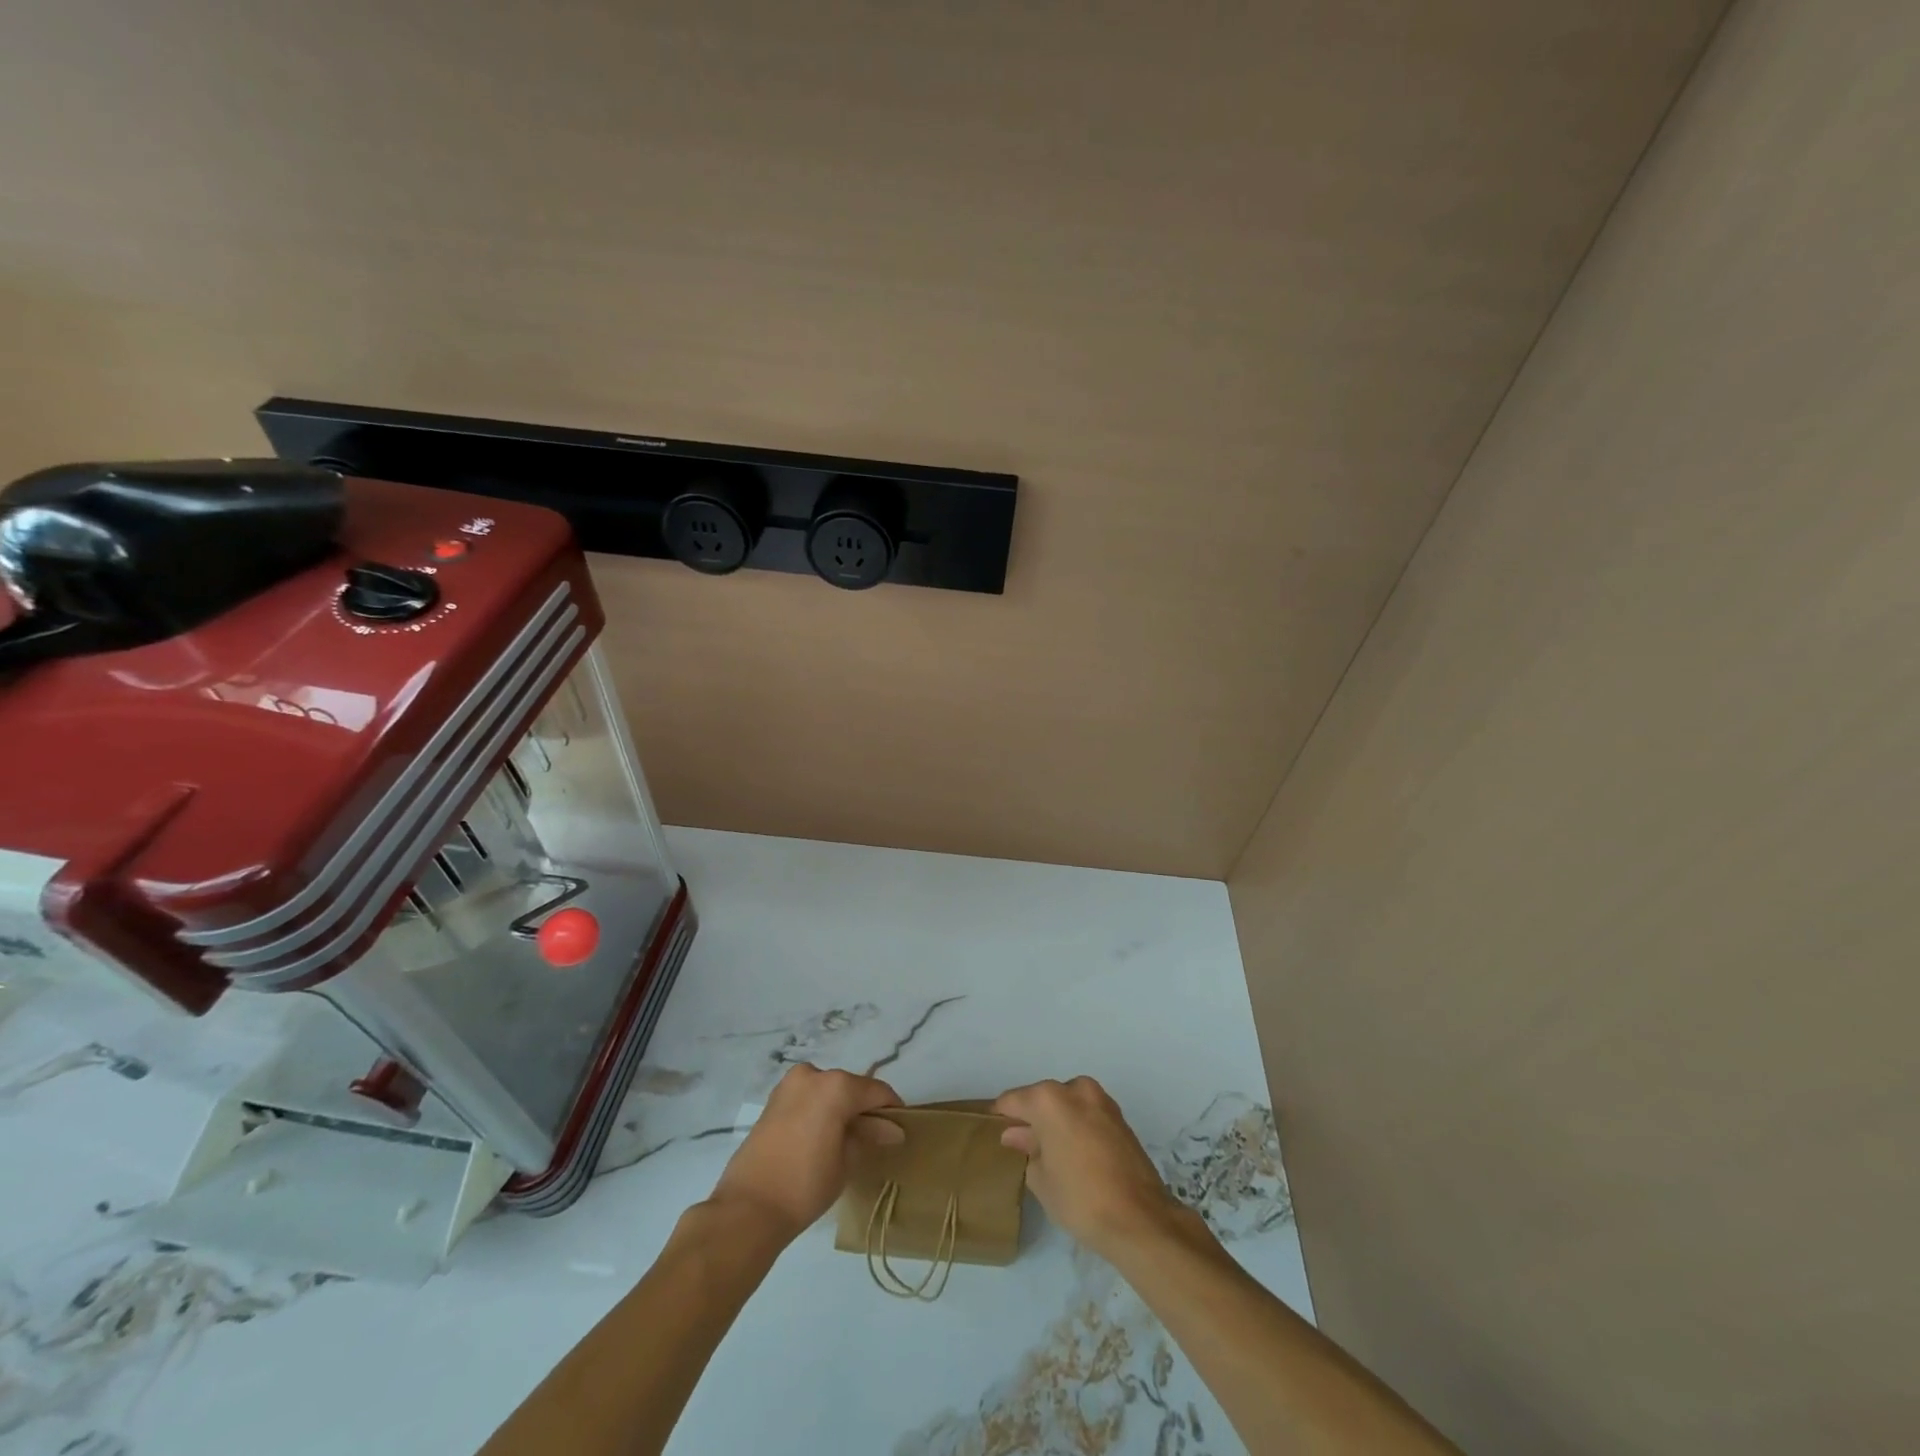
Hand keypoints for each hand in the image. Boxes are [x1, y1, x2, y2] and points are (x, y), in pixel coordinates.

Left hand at [708, 1063, 902, 1241]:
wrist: (748, 1209)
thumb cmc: (806, 1184)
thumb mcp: (847, 1161)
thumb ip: (870, 1136)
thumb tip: (892, 1129)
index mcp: (835, 1085)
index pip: (876, 1091)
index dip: (892, 1109)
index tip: (901, 1128)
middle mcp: (812, 1075)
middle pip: (850, 1087)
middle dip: (864, 1109)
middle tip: (876, 1137)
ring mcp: (788, 1085)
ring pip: (827, 1091)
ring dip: (841, 1109)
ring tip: (849, 1140)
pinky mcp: (772, 1101)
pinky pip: (808, 1098)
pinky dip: (820, 1111)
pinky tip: (825, 1137)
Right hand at [993, 1076, 1180, 1257]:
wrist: (1140, 1219)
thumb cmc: (1080, 1198)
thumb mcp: (1041, 1179)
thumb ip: (1026, 1148)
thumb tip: (1016, 1134)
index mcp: (1049, 1099)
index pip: (1013, 1101)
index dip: (1001, 1117)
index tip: (994, 1134)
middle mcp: (1075, 1089)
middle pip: (1042, 1099)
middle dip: (1031, 1118)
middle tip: (1022, 1148)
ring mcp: (1102, 1101)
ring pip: (1067, 1104)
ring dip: (1056, 1122)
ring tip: (1050, 1154)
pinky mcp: (1120, 1118)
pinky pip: (1087, 1114)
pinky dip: (1077, 1127)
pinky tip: (1074, 1155)